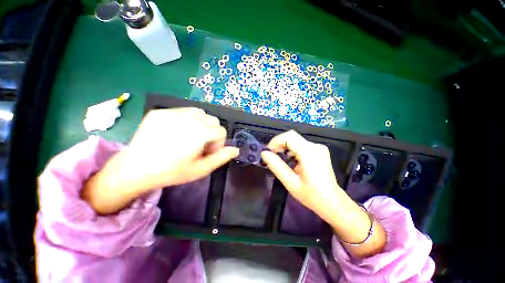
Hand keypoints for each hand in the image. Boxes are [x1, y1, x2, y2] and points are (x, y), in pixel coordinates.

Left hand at [124, 108, 238, 188]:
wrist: (135, 168)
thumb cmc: (172, 172)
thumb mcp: (201, 169)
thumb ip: (222, 158)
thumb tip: (236, 149)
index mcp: (200, 132)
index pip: (222, 131)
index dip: (217, 144)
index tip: (206, 153)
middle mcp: (189, 117)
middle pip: (213, 120)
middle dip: (211, 133)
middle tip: (198, 146)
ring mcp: (173, 112)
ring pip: (201, 114)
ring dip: (201, 125)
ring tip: (189, 138)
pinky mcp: (161, 111)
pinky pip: (183, 111)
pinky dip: (187, 120)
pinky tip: (176, 132)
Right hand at [260, 130, 345, 224]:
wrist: (332, 202)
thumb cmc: (311, 195)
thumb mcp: (290, 182)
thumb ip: (276, 166)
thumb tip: (264, 153)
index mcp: (310, 153)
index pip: (289, 137)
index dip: (276, 141)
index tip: (268, 152)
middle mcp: (315, 146)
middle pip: (292, 136)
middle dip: (279, 143)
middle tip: (271, 156)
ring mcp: (318, 148)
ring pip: (296, 140)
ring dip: (285, 146)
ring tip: (279, 159)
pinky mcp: (319, 151)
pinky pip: (301, 145)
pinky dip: (292, 149)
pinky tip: (290, 160)